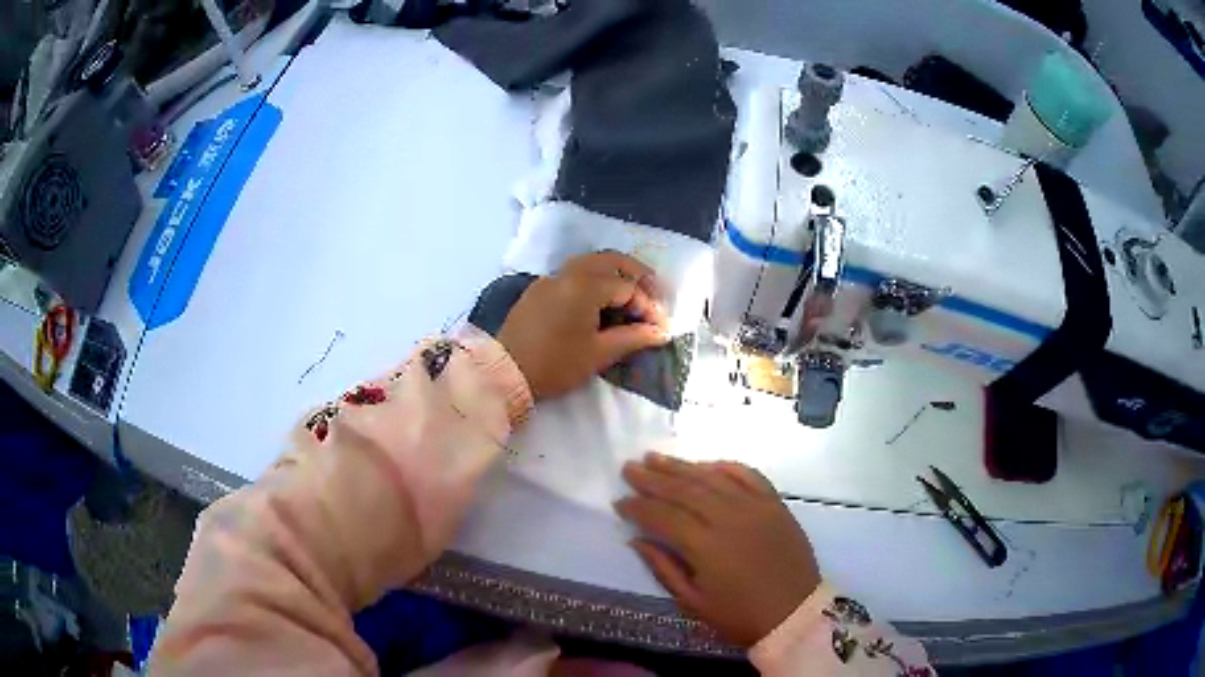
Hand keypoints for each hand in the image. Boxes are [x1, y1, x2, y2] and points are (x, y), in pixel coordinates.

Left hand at [497, 252, 669, 399]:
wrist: (506, 373)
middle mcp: (568, 273)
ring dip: (614, 274)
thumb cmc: (556, 365)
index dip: (648, 306)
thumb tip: (661, 331)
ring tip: (630, 298)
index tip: (660, 327)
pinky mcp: (539, 289)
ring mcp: (550, 279)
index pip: (627, 287)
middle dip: (636, 275)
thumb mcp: (599, 353)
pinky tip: (601, 302)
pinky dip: (594, 280)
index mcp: (584, 286)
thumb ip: (633, 337)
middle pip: (611, 260)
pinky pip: (573, 274)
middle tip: (654, 295)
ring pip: (590, 263)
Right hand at [616, 453, 820, 647]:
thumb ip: (663, 568)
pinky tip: (706, 464)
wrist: (795, 613)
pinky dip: (725, 467)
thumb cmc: (739, 616)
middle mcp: (729, 517)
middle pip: (685, 490)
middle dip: (653, 478)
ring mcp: (755, 506)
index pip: (663, 516)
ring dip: (682, 466)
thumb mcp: (693, 603)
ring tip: (656, 457)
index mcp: (706, 546)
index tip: (619, 501)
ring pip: (712, 478)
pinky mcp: (775, 504)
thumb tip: (637, 539)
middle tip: (629, 468)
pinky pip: (748, 475)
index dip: (638, 507)